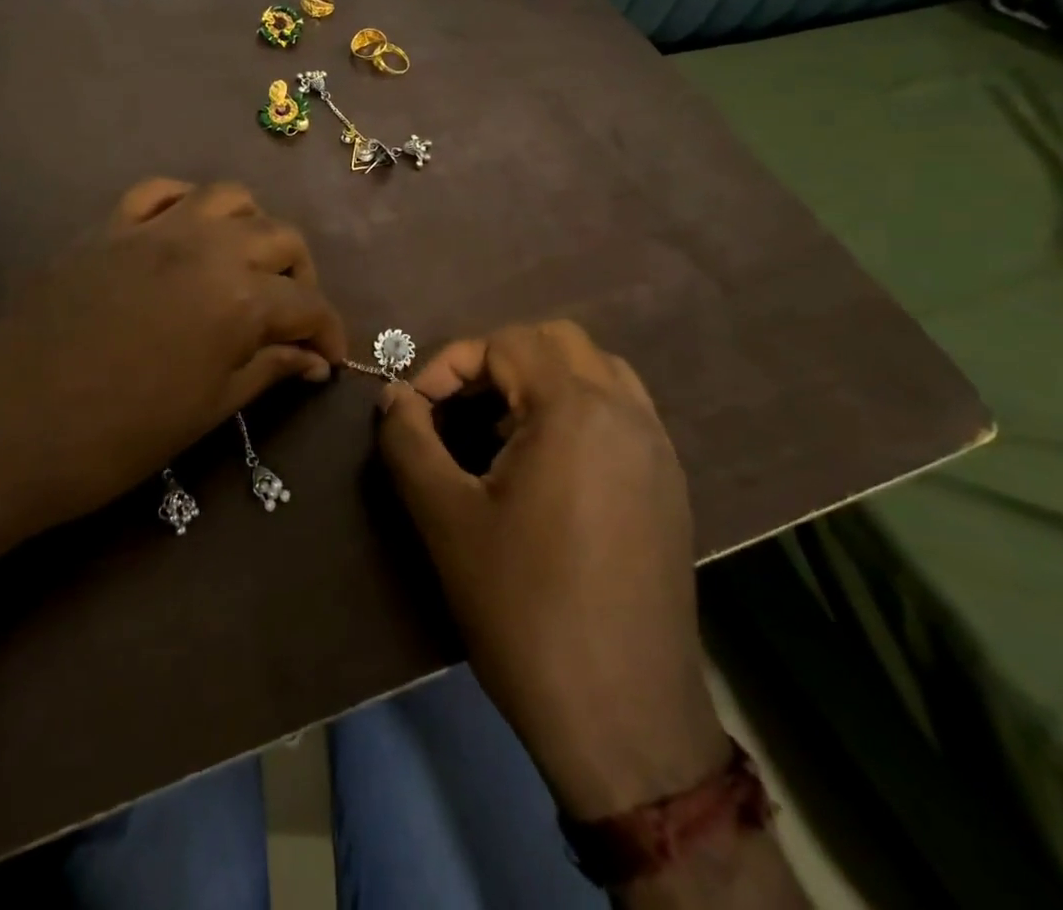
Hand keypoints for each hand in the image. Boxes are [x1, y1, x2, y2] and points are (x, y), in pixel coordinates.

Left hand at [0, 178, 344, 545]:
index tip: (329, 358)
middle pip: (280, 238)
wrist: (9, 426)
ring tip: (244, 265)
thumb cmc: (117, 436)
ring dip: (251, 228)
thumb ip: (266, 370)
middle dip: (300, 276)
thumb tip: (313, 361)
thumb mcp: (207, 410)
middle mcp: (207, 246)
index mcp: (240, 298)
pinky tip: (185, 234)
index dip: (329, 332)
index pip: (308, 304)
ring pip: (228, 197)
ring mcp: (155, 229)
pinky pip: (159, 191)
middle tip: (290, 316)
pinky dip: (185, 205)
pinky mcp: (109, 226)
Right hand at [377, 321, 726, 819]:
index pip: (505, 343)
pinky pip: (620, 412)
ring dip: (539, 382)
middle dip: (496, 362)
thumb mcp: (444, 517)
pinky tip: (544, 468)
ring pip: (595, 372)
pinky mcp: (669, 486)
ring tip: (499, 434)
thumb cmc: (524, 608)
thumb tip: (393, 396)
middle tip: (458, 409)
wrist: (624, 719)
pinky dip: (575, 410)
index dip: (450, 364)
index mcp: (576, 409)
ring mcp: (657, 449)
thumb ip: (408, 439)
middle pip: (555, 342)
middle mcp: (627, 413)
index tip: (418, 409)